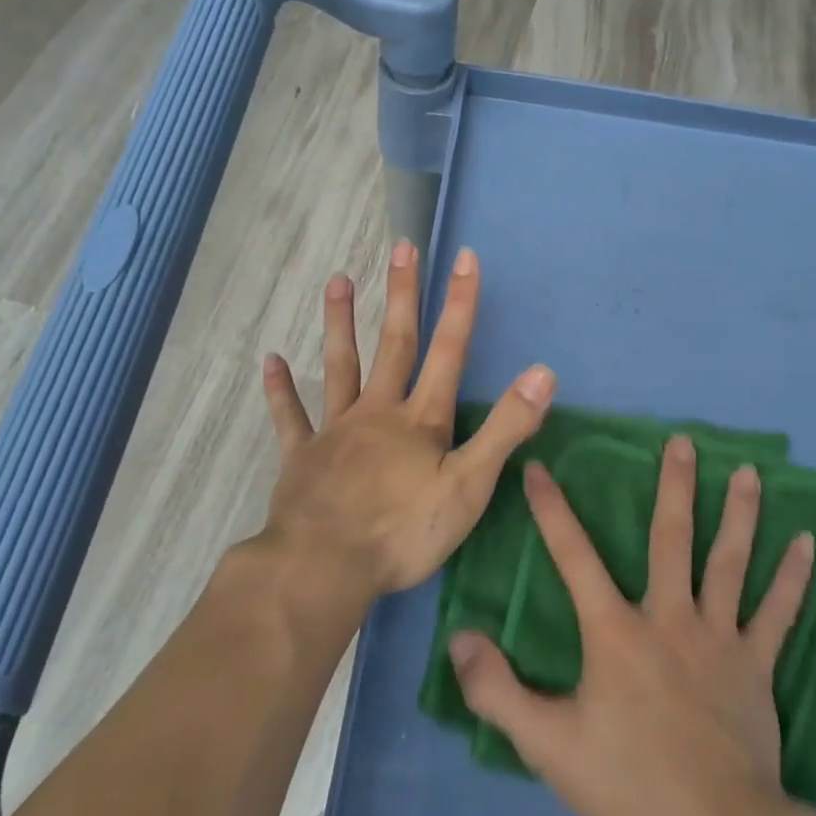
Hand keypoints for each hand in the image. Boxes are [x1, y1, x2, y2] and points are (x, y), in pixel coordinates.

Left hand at [260, 239, 555, 596]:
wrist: (324, 568)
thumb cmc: (403, 532)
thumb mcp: (469, 486)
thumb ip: (505, 429)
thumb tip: (543, 373)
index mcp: (421, 420)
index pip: (449, 351)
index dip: (461, 304)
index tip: (464, 257)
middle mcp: (377, 412)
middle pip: (394, 344)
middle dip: (403, 295)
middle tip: (402, 247)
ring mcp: (335, 431)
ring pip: (340, 366)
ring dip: (340, 323)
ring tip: (337, 280)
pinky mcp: (302, 457)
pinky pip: (290, 417)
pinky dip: (281, 390)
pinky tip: (272, 361)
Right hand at [449, 435, 815, 815]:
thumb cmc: (628, 783)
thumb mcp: (546, 744)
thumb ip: (497, 690)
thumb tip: (459, 638)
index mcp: (615, 631)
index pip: (574, 557)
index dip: (553, 511)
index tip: (541, 468)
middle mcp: (668, 617)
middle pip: (670, 539)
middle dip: (674, 487)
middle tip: (682, 440)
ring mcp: (718, 637)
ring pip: (729, 562)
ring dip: (739, 513)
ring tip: (747, 470)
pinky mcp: (756, 665)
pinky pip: (778, 612)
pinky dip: (794, 576)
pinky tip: (807, 542)